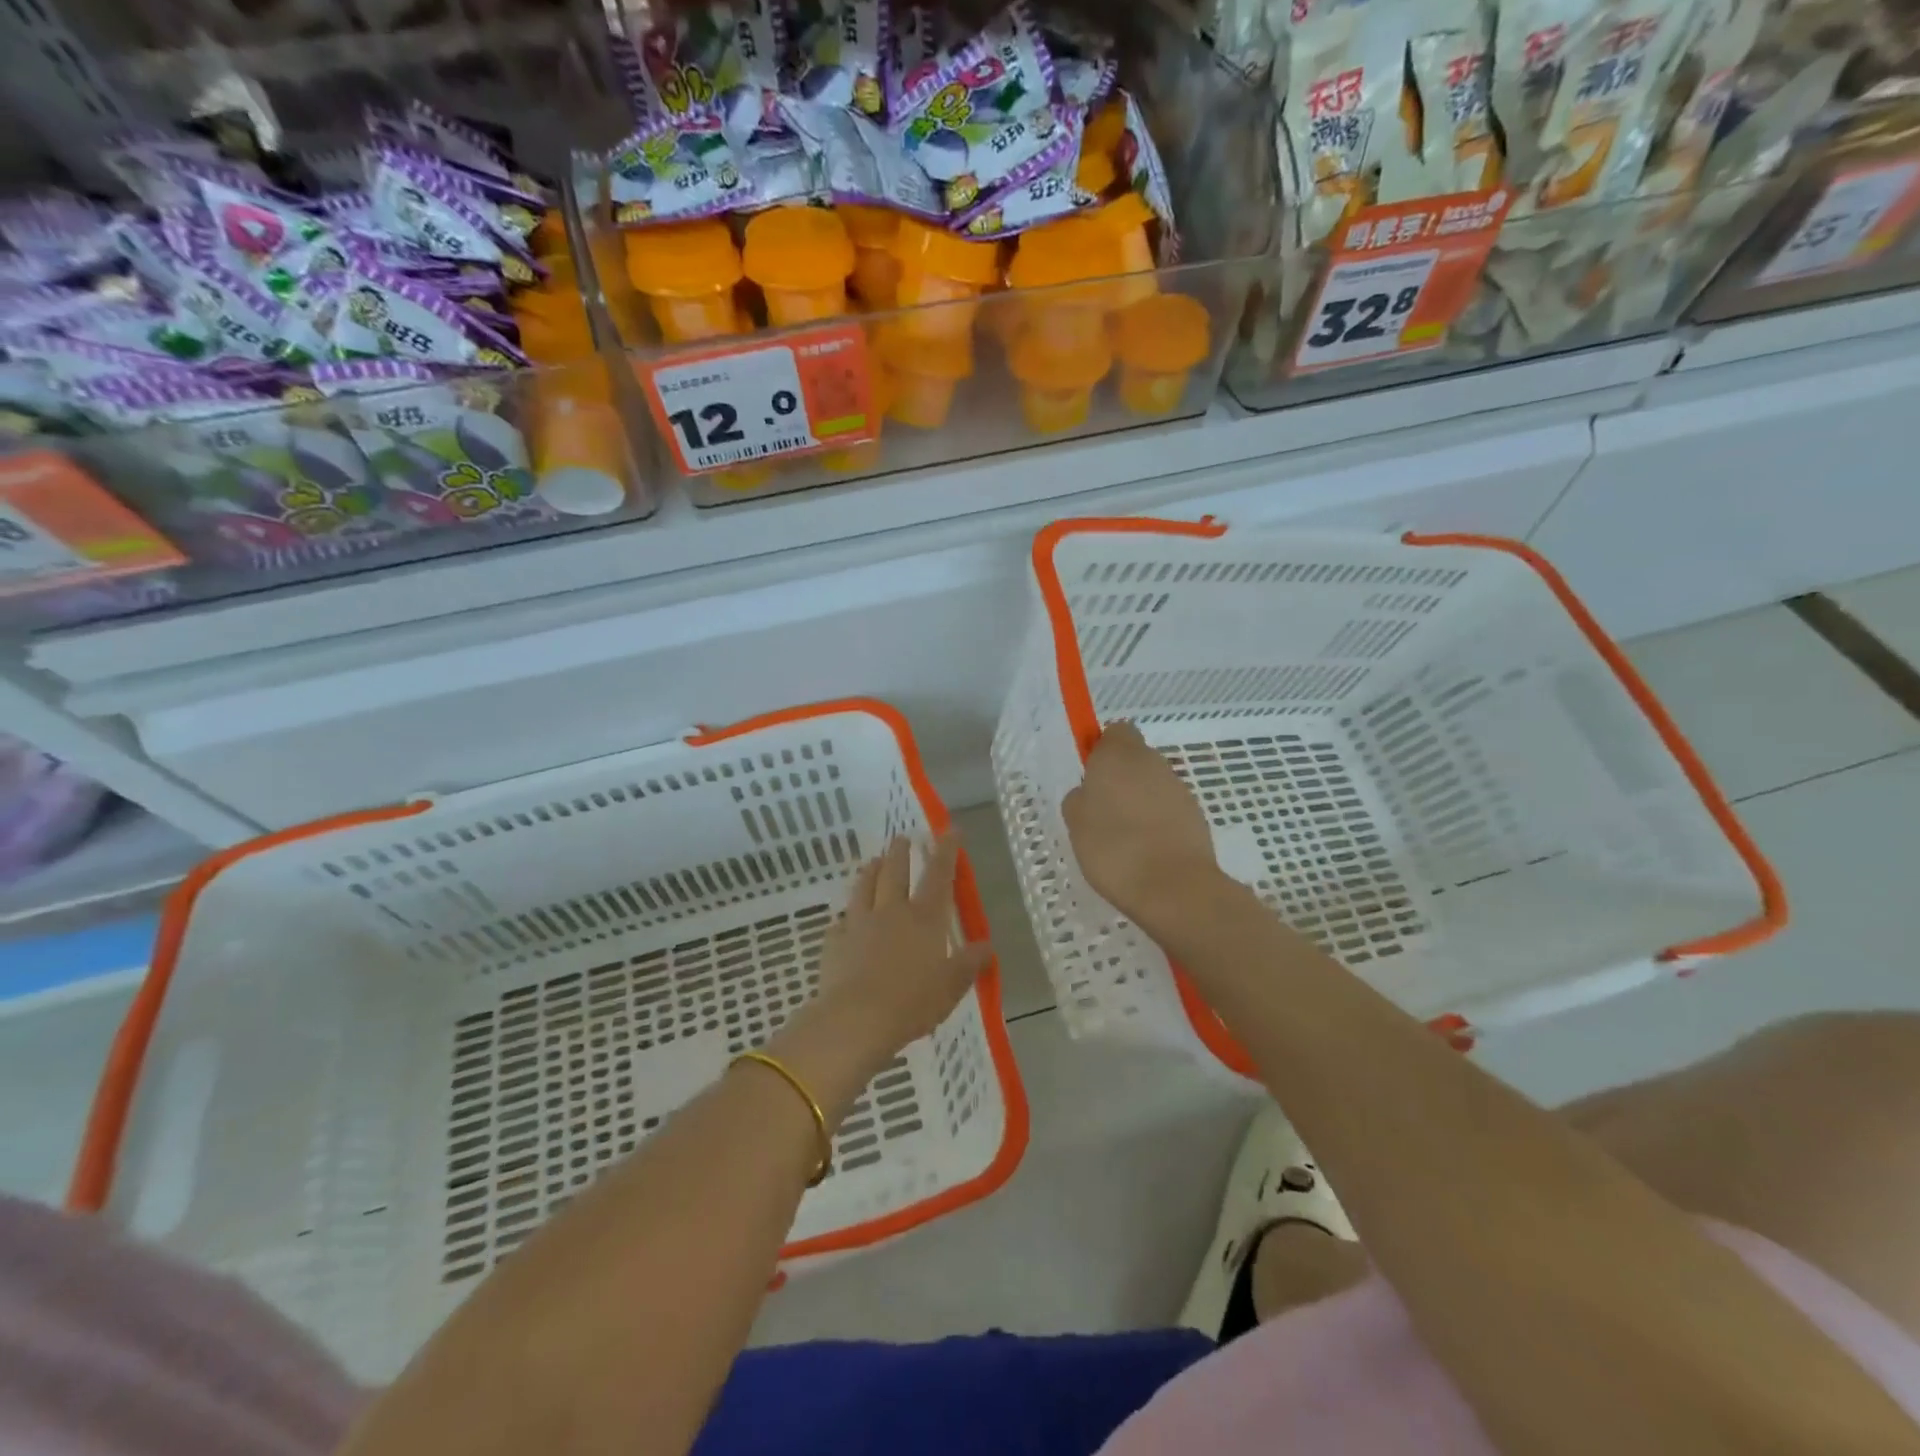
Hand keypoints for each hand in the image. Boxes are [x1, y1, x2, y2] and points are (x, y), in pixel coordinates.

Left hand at [768, 833, 990, 1116]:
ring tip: (871, 862)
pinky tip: (843, 921)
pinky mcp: (835, 942)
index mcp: (924, 919)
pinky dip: (844, 918)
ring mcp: (860, 924)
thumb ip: (969, 963)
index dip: (946, 851)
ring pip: (864, 888)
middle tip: (901, 838)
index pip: (938, 876)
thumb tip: (987, 946)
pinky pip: (840, 923)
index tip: (949, 830)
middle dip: (900, 853)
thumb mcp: (951, 986)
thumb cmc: (913, 1002)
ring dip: (869, 872)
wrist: (857, 1018)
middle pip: (895, 873)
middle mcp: (891, 912)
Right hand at [1062, 721, 1222, 935]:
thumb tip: (1089, 794)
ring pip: (1153, 784)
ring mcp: (1178, 788)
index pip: (1115, 731)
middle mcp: (1152, 762)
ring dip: (1140, 801)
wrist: (1173, 886)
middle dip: (1121, 778)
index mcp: (1119, 755)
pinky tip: (1146, 851)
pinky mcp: (1196, 814)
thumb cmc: (1113, 848)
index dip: (1102, 749)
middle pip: (1135, 758)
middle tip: (1102, 811)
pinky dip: (1158, 822)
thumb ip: (1080, 798)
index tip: (1091, 776)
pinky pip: (1169, 809)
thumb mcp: (1075, 823)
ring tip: (1124, 838)